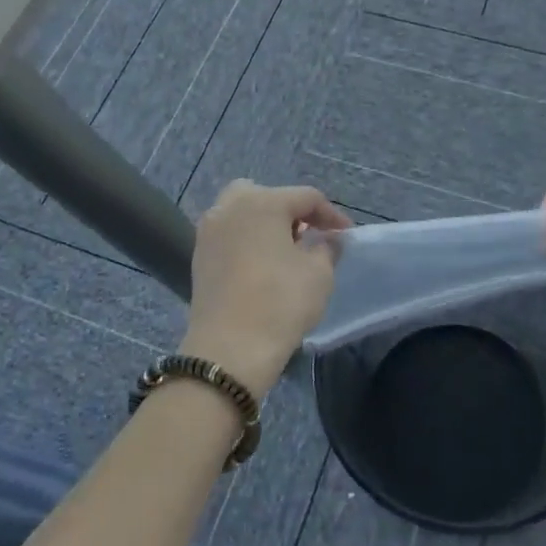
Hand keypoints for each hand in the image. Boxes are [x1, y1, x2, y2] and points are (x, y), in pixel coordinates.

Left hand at [184, 180, 351, 399]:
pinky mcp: (199, 255)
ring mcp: (210, 230)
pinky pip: (229, 234)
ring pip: (242, 212)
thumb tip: (328, 239)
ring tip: (285, 251)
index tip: (346, 236)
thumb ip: (327, 248)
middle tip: (309, 236)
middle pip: (268, 196)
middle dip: (291, 212)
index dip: (331, 215)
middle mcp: (231, 206)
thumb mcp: (319, 274)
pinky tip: (260, 265)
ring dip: (265, 224)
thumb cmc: (280, 303)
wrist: (229, 349)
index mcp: (264, 202)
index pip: (306, 197)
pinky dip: (246, 240)